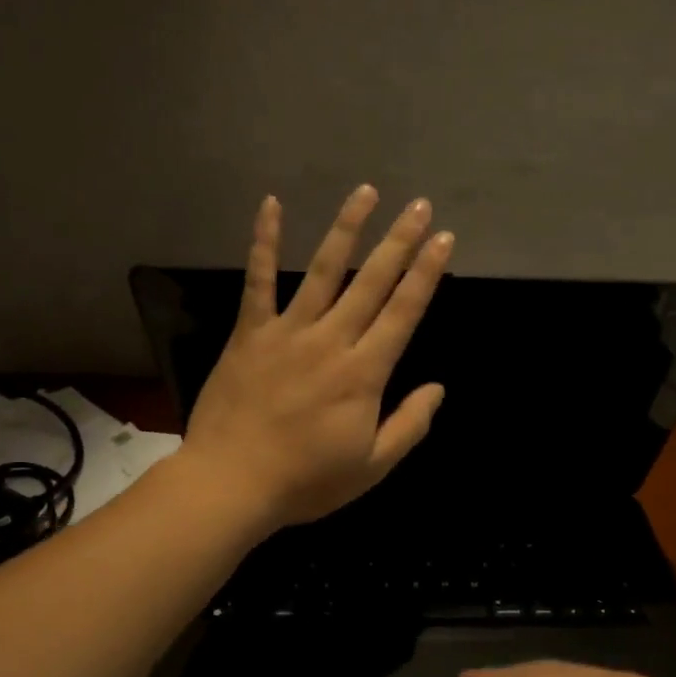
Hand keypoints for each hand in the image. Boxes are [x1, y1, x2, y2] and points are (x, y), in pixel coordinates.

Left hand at [184, 186, 454, 530]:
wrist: (231, 484)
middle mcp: (331, 341)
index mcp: (364, 373)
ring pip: (322, 270)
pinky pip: (258, 281)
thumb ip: (409, 425)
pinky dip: (263, 241)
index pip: (403, 312)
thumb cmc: (306, 482)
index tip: (443, 240)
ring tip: (366, 192)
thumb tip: (438, 388)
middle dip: (400, 241)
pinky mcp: (249, 334)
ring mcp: (287, 332)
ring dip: (347, 229)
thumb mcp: (372, 467)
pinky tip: (271, 204)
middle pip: (371, 282)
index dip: (426, 274)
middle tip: (420, 205)